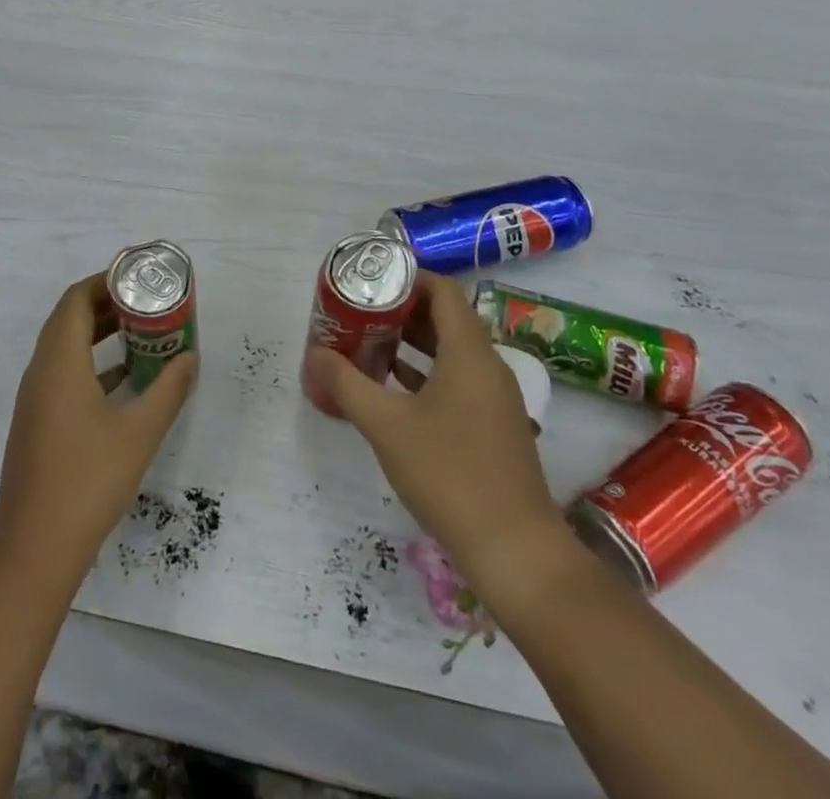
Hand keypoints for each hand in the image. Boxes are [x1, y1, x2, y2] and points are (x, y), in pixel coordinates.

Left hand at [0, 274, 197, 574]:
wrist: (34, 547)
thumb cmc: (88, 480)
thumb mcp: (139, 433)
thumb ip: (168, 391)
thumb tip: (190, 358)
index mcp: (59, 362)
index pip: (76, 299)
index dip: (105, 281)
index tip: (138, 278)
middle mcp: (41, 371)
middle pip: (69, 318)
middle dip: (106, 304)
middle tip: (146, 302)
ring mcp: (35, 398)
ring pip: (65, 346)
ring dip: (98, 333)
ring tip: (140, 332)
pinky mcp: (37, 421)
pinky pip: (63, 372)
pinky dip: (91, 362)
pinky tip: (123, 379)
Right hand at [303, 273, 569, 610]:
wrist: (515, 551)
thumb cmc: (449, 474)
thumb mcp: (386, 425)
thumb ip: (347, 384)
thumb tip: (314, 353)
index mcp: (469, 352)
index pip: (442, 291)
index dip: (406, 278)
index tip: (370, 281)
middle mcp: (488, 366)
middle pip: (445, 318)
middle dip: (401, 311)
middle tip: (359, 312)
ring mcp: (494, 398)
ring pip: (450, 351)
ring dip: (411, 343)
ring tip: (367, 343)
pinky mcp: (493, 425)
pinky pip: (457, 380)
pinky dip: (425, 373)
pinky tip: (391, 388)